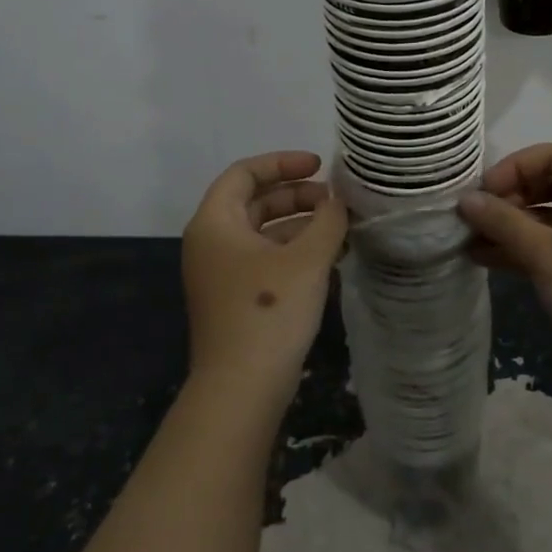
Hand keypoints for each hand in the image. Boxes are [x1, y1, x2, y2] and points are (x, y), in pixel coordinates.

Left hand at [181, 151, 347, 405]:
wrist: (241, 389)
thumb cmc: (269, 311)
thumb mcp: (307, 259)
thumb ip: (328, 220)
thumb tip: (339, 200)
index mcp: (215, 223)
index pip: (244, 172)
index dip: (283, 162)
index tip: (320, 166)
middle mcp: (211, 242)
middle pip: (253, 200)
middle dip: (296, 194)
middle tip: (334, 200)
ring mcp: (221, 273)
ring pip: (262, 231)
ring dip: (299, 223)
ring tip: (339, 227)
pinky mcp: (235, 298)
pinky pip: (264, 257)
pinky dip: (293, 249)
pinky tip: (327, 256)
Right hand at [458, 143, 551, 394]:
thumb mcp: (546, 254)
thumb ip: (503, 222)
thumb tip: (465, 199)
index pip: (551, 156)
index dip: (512, 169)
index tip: (481, 194)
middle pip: (549, 183)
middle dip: (509, 199)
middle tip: (474, 218)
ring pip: (549, 216)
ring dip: (511, 227)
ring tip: (469, 240)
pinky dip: (525, 248)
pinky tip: (486, 258)